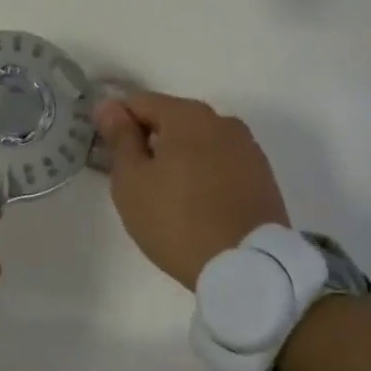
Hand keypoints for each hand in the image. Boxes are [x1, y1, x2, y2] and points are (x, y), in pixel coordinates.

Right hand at [92, 91, 288, 288]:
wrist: (248, 268)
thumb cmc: (177, 221)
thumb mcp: (132, 181)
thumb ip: (120, 138)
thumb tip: (108, 106)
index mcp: (188, 115)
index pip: (140, 102)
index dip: (117, 122)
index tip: (107, 152)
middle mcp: (222, 121)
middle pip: (172, 118)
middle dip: (149, 139)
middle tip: (133, 178)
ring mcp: (248, 148)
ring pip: (199, 141)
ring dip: (178, 156)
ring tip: (166, 194)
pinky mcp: (263, 176)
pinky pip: (221, 162)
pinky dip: (203, 172)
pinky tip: (195, 202)